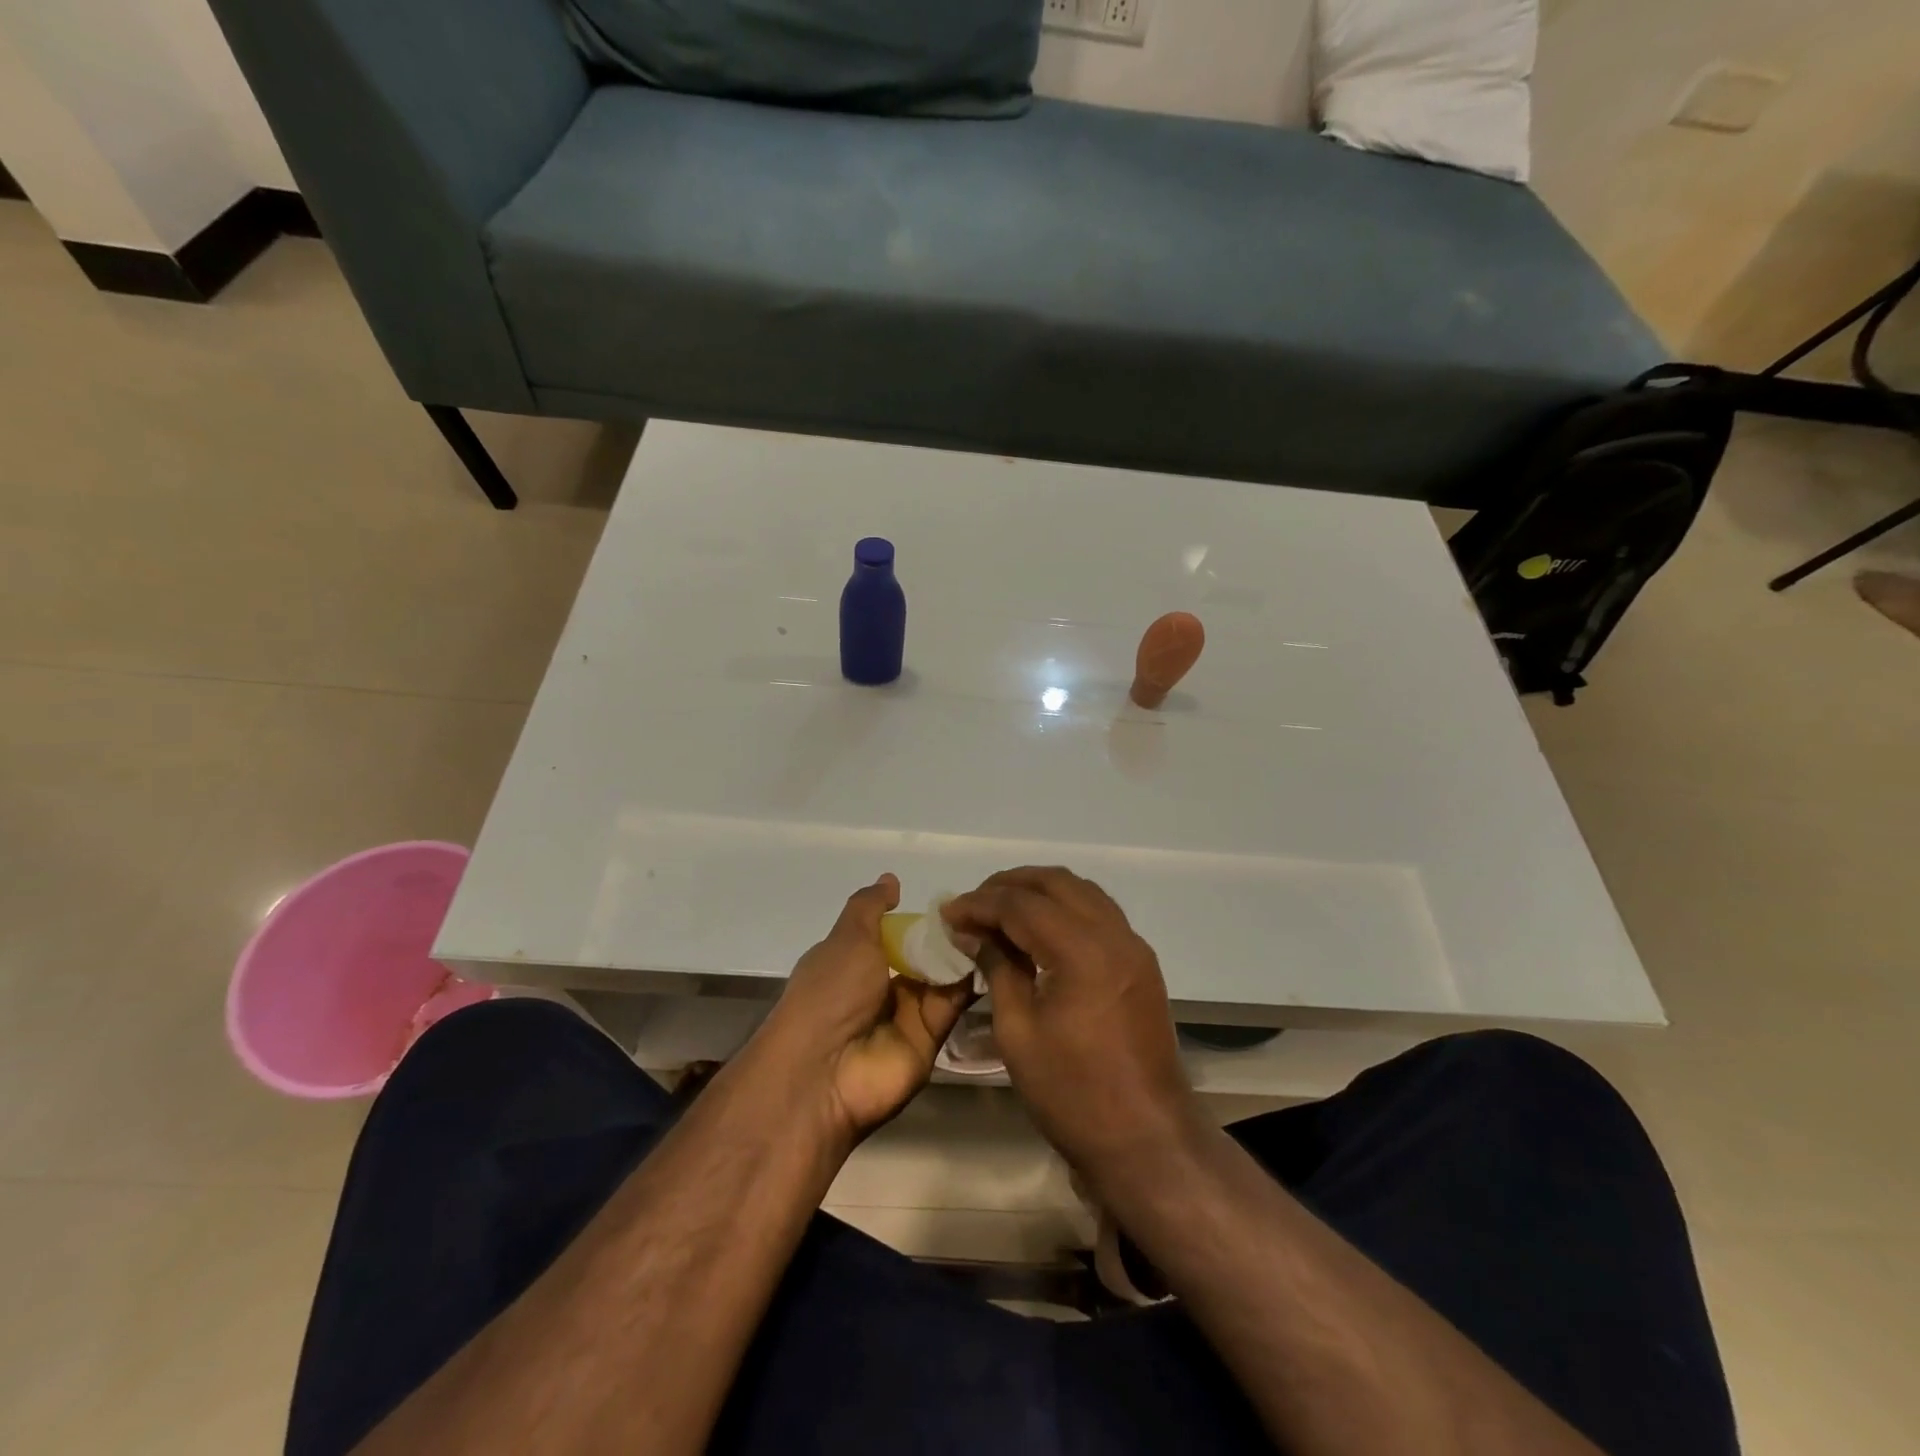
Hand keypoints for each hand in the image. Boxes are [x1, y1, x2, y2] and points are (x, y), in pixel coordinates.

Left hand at [758, 874, 974, 1144]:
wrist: (824, 1072)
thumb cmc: (829, 993)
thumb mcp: (847, 938)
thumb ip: (870, 907)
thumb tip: (891, 879)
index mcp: (857, 960)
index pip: (896, 932)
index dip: (922, 917)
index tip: (955, 900)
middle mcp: (882, 986)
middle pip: (924, 954)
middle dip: (949, 934)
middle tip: (983, 911)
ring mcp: (907, 1013)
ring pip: (942, 975)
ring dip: (963, 953)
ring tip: (993, 927)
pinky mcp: (931, 1037)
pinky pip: (953, 1003)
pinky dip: (969, 980)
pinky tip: (992, 954)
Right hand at [944, 867, 1199, 1176]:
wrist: (1147, 1140)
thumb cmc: (1072, 1093)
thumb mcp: (1018, 1032)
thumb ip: (997, 969)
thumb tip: (972, 932)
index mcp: (1083, 952)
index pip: (1022, 904)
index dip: (980, 903)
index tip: (948, 912)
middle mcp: (1114, 935)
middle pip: (1056, 882)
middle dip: (1009, 885)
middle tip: (972, 905)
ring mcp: (1134, 946)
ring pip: (1081, 891)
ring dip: (1039, 891)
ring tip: (1000, 910)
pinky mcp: (1141, 962)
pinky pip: (1098, 913)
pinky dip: (1064, 908)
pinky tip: (1038, 930)